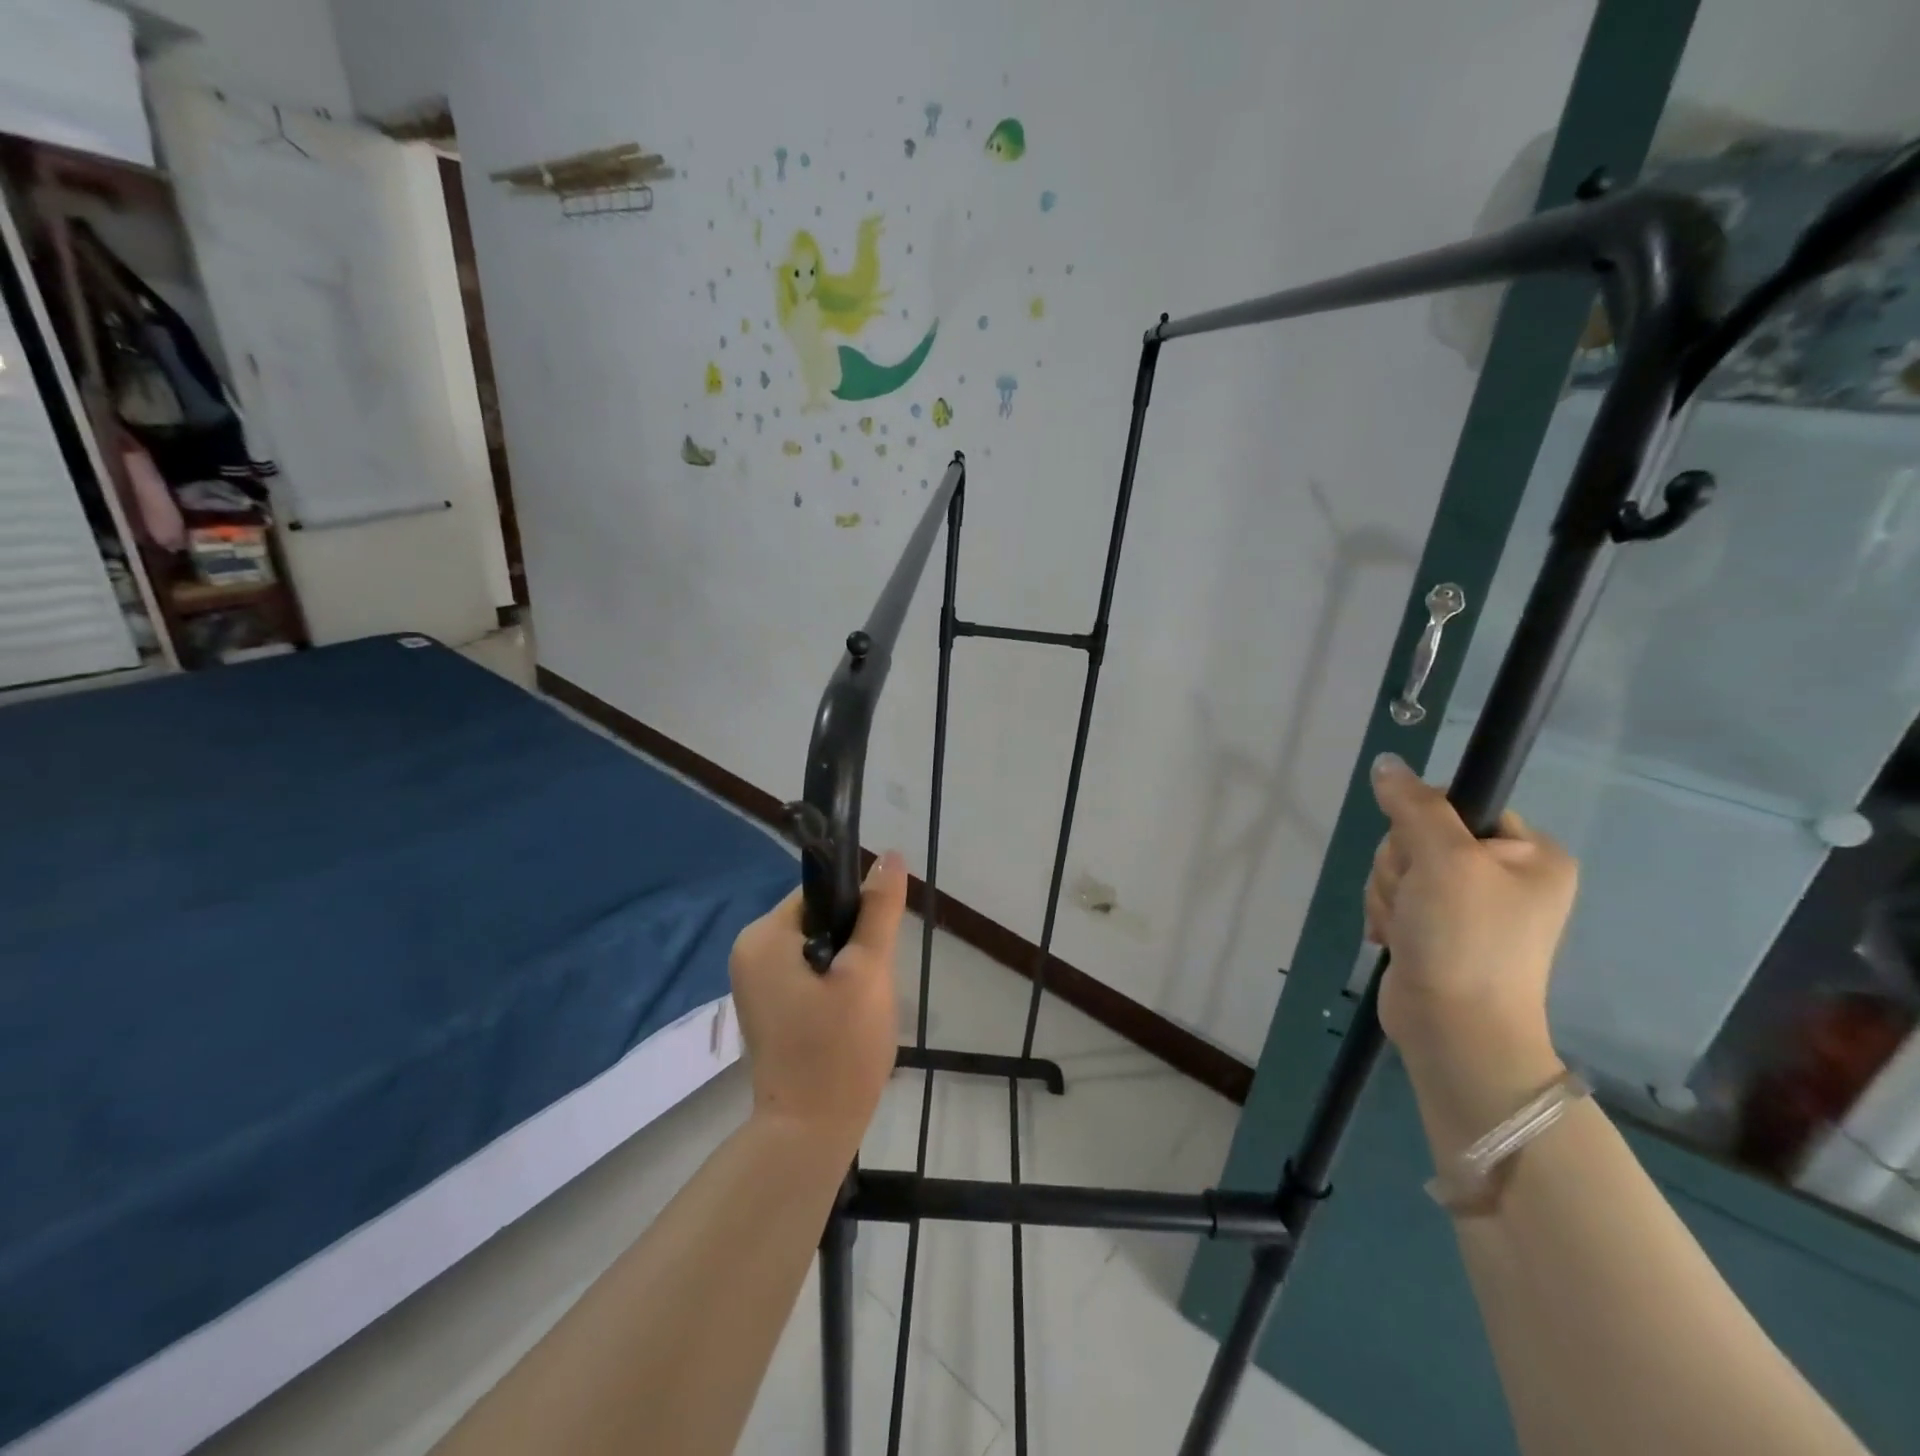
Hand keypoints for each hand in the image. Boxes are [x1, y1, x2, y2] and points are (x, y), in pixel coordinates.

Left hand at [729, 851, 906, 1146]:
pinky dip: (832, 987)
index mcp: (763, 936)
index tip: (877, 950)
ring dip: (847, 969)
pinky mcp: (766, 1007)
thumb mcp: (868, 971)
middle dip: (854, 946)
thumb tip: (891, 855)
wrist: (809, 1134)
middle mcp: (749, 952)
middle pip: (819, 920)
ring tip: (861, 1006)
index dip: (858, 913)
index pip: (821, 894)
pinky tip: (846, 1019)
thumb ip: (879, 910)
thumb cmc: (839, 1048)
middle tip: (871, 986)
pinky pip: (807, 975)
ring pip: (818, 949)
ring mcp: (754, 983)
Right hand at [1364, 754, 1574, 1079]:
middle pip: (1420, 835)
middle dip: (1401, 866)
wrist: (1454, 1029)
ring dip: (1389, 893)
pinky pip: (1393, 895)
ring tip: (1407, 928)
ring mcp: (1468, 904)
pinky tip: (1397, 938)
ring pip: (1399, 866)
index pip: (1460, 803)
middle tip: (1416, 900)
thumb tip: (1387, 763)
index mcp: (1530, 853)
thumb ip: (1414, 805)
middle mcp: (1504, 875)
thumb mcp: (1443, 860)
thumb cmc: (1464, 939)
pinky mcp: (1435, 928)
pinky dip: (1386, 914)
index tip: (1424, 854)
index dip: (1425, 822)